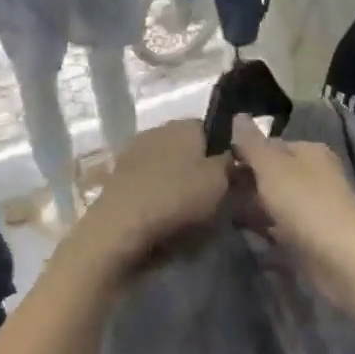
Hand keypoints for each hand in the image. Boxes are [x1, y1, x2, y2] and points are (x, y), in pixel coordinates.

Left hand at [71, 120, 231, 276]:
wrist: (119, 228)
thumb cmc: (177, 198)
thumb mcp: (222, 182)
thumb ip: (234, 165)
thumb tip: (238, 157)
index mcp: (184, 124)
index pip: (214, 128)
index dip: (226, 152)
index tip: (233, 176)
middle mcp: (158, 130)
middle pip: (189, 146)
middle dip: (200, 166)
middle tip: (214, 195)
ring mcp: (133, 152)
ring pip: (167, 164)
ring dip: (176, 181)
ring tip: (187, 210)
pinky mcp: (116, 177)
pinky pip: (148, 182)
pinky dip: (156, 195)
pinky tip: (162, 216)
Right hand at [228, 116, 354, 307]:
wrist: (342, 261)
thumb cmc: (306, 205)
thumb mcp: (272, 168)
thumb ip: (252, 143)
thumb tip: (238, 115)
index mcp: (311, 152)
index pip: (271, 144)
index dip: (243, 151)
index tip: (213, 163)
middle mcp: (315, 175)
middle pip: (273, 173)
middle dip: (245, 180)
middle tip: (211, 189)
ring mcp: (314, 208)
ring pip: (275, 201)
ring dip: (251, 205)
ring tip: (217, 210)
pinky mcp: (310, 238)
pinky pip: (279, 227)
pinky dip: (262, 228)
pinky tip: (240, 232)